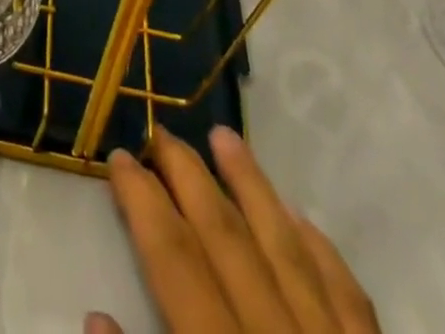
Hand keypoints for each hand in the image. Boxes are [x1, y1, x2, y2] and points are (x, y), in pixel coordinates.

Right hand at [89, 127, 378, 333]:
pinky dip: (323, 254)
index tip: (119, 157)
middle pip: (228, 242)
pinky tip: (302, 218)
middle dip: (190, 178)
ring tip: (226, 137)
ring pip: (288, 253)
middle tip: (161, 129)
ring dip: (254, 191)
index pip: (176, 264)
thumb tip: (95, 321)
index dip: (144, 204)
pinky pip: (349, 302)